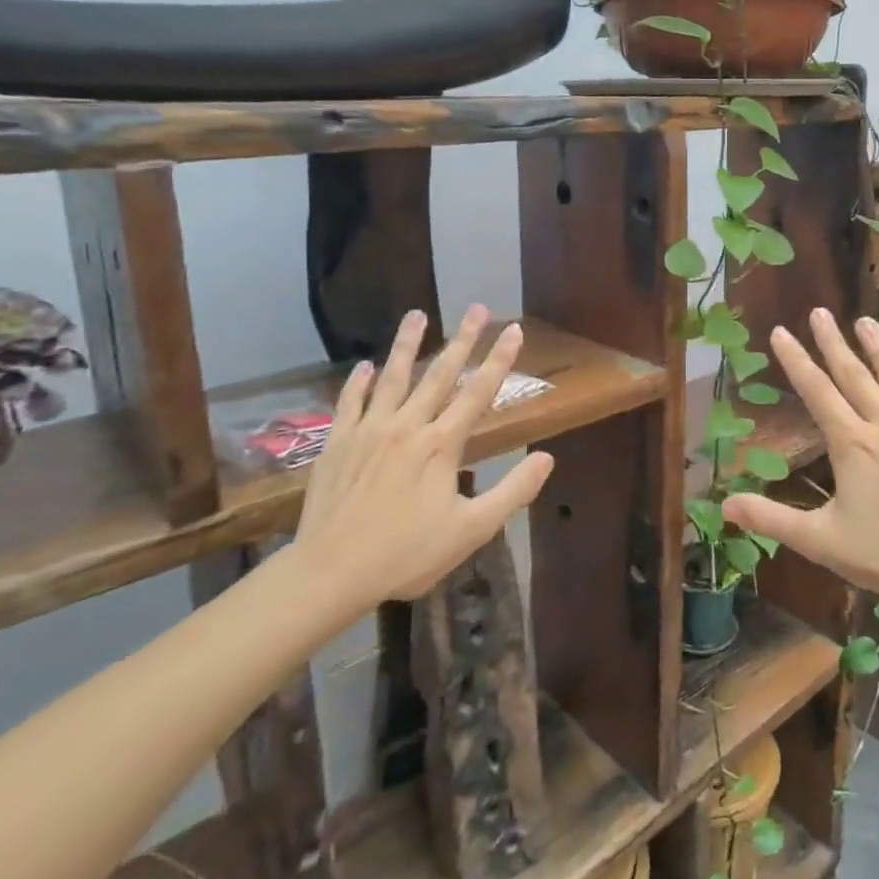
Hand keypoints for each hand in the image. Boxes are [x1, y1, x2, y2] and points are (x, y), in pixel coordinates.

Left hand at [290, 305, 554, 614]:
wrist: (332, 571)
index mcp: (442, 444)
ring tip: (416, 314)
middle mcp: (408, 425)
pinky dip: (359, 382)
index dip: (500, 359)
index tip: (513, 329)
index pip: (479, 392)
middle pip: (440, 374)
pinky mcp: (338, 442)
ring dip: (407, 344)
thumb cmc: (406, 553)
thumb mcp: (472, 529)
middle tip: (476, 307)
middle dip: (462, 338)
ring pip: (393, 377)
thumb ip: (512, 491)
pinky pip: (350, 403)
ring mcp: (369, 430)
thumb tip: (546, 458)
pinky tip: (364, 366)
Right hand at [722, 309, 878, 604]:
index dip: (795, 361)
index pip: (816, 392)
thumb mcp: (823, 543)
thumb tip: (724, 505)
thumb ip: (773, 520)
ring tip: (865, 321)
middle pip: (854, 375)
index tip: (780, 331)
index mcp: (852, 444)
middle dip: (833, 342)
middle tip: (820, 312)